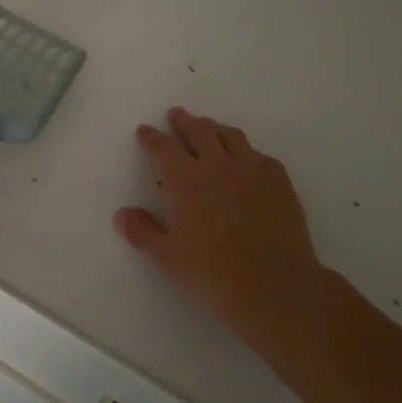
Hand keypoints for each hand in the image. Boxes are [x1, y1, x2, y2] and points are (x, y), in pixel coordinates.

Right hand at [113, 108, 324, 361]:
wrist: (276, 287)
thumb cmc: (213, 273)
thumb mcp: (168, 257)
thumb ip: (143, 232)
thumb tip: (122, 215)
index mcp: (185, 179)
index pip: (163, 148)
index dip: (151, 137)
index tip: (145, 131)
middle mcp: (217, 166)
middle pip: (198, 131)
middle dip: (184, 122)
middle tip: (177, 115)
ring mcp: (252, 172)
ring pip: (231, 137)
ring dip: (216, 128)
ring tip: (210, 127)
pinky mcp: (280, 184)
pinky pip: (262, 157)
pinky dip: (249, 152)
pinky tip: (249, 159)